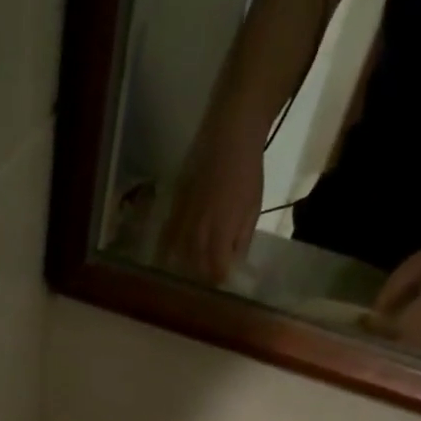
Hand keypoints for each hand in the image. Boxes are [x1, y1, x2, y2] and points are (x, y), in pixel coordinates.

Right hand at [158, 126, 263, 285]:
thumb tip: (234, 264)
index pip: (216, 270)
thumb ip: (241, 240)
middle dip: (203, 278)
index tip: (225, 285)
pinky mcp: (173, 210)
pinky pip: (167, 239)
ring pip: (179, 257)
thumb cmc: (247, 172)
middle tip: (210, 282)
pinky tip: (168, 260)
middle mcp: (197, 232)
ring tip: (192, 275)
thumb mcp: (252, 209)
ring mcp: (182, 221)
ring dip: (186, 268)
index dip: (220, 281)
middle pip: (195, 268)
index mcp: (220, 232)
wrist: (229, 135)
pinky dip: (168, 252)